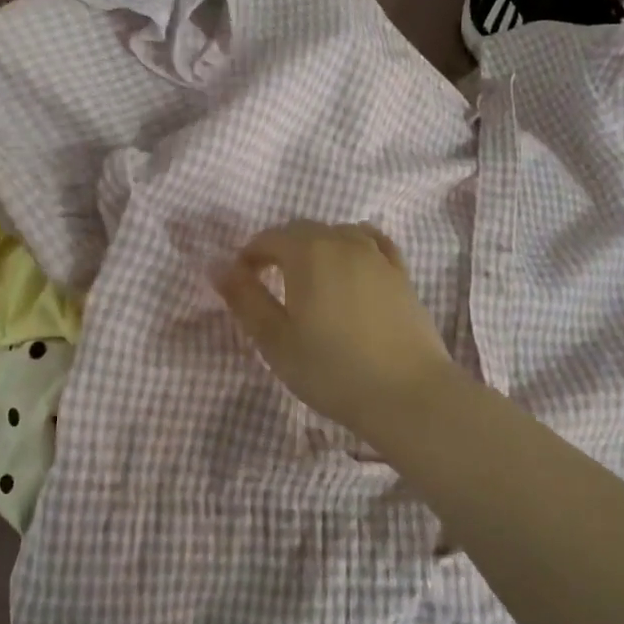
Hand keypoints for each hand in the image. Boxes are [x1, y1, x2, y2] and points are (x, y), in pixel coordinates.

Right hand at [216, 220, 458, 437]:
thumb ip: (244, 299)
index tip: (241, 282)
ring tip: (309, 279)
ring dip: (317, 247)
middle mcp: (344, 242)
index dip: (249, 256)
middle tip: (269, 282)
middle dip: (280, 249)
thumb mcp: (275, 339)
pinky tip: (353, 267)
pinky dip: (354, 248)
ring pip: (339, 234)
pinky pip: (373, 244)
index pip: (269, 238)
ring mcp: (378, 255)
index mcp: (308, 252)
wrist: (407, 393)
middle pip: (304, 231)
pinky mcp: (402, 274)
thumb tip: (217, 266)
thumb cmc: (331, 369)